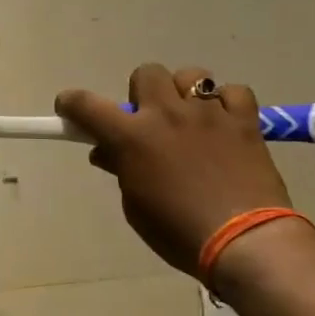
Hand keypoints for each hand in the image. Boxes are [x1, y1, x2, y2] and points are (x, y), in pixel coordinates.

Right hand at [55, 65, 291, 278]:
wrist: (244, 242)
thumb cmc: (178, 232)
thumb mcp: (136, 207)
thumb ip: (122, 171)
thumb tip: (108, 153)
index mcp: (132, 137)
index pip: (86, 105)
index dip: (71, 103)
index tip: (69, 108)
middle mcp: (167, 114)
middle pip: (146, 73)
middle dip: (142, 92)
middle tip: (149, 120)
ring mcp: (209, 114)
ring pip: (192, 76)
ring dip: (185, 93)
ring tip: (192, 119)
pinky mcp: (245, 121)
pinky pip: (234, 92)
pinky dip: (227, 103)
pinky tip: (225, 124)